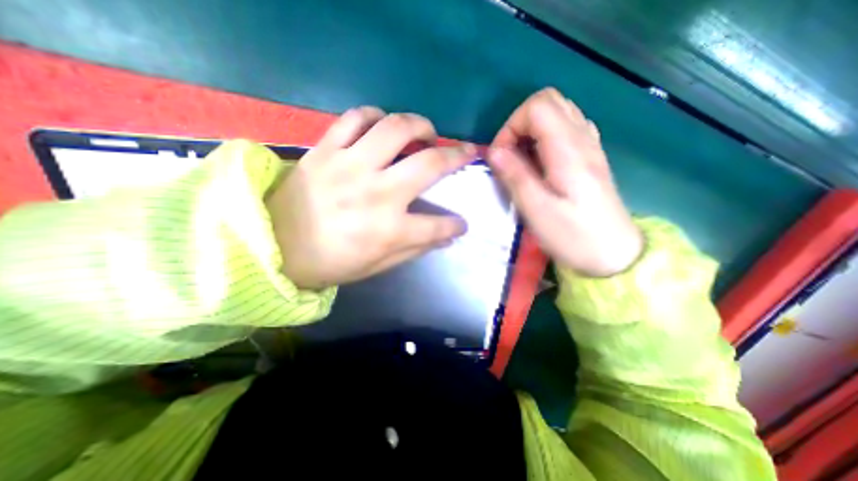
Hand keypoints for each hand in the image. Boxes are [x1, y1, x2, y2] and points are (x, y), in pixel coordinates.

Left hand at [267, 106, 476, 289]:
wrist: (273, 246)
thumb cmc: (330, 262)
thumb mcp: (377, 266)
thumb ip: (414, 249)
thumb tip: (446, 237)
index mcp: (389, 230)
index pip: (438, 225)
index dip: (455, 225)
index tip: (461, 223)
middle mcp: (376, 193)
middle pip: (429, 165)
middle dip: (457, 156)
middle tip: (466, 152)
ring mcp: (350, 166)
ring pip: (395, 128)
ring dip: (420, 125)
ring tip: (426, 132)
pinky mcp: (326, 150)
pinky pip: (354, 117)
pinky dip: (374, 115)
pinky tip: (382, 124)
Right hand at [486, 86, 638, 275]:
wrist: (613, 254)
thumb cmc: (573, 235)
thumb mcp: (536, 210)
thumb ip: (515, 176)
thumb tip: (494, 152)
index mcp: (569, 150)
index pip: (537, 107)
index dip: (511, 126)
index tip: (501, 157)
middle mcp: (583, 139)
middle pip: (549, 101)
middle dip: (520, 124)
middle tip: (510, 156)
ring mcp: (590, 146)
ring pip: (558, 112)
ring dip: (532, 130)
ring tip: (522, 161)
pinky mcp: (589, 157)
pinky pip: (566, 129)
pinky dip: (545, 137)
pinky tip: (540, 163)